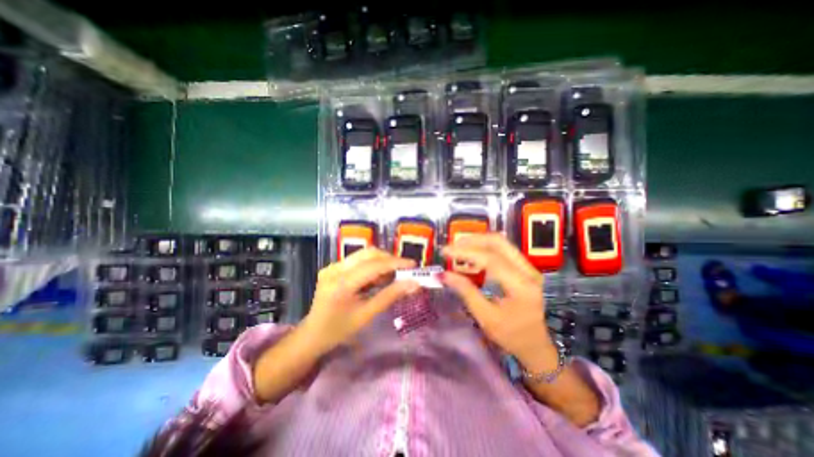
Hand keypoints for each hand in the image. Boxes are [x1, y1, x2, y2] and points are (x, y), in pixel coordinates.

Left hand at [301, 249, 422, 354]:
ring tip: (391, 277)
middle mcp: (335, 269)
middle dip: (389, 259)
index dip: (396, 263)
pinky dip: (372, 266)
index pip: (374, 265)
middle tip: (404, 271)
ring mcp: (332, 266)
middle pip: (369, 254)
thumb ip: (391, 296)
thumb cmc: (339, 330)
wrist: (312, 335)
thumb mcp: (367, 315)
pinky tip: (376, 279)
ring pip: (364, 254)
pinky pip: (358, 260)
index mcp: (342, 283)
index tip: (413, 265)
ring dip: (381, 262)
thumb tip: (413, 284)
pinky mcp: (333, 267)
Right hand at [443, 234, 549, 362]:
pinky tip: (471, 257)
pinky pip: (502, 250)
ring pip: (500, 243)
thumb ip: (466, 292)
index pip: (491, 259)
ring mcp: (528, 267)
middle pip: (498, 242)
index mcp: (521, 286)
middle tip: (452, 247)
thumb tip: (444, 274)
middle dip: (472, 240)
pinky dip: (484, 248)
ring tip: (458, 249)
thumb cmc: (510, 336)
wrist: (535, 345)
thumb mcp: (485, 317)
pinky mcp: (524, 268)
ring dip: (477, 242)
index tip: (445, 251)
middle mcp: (528, 271)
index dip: (466, 252)